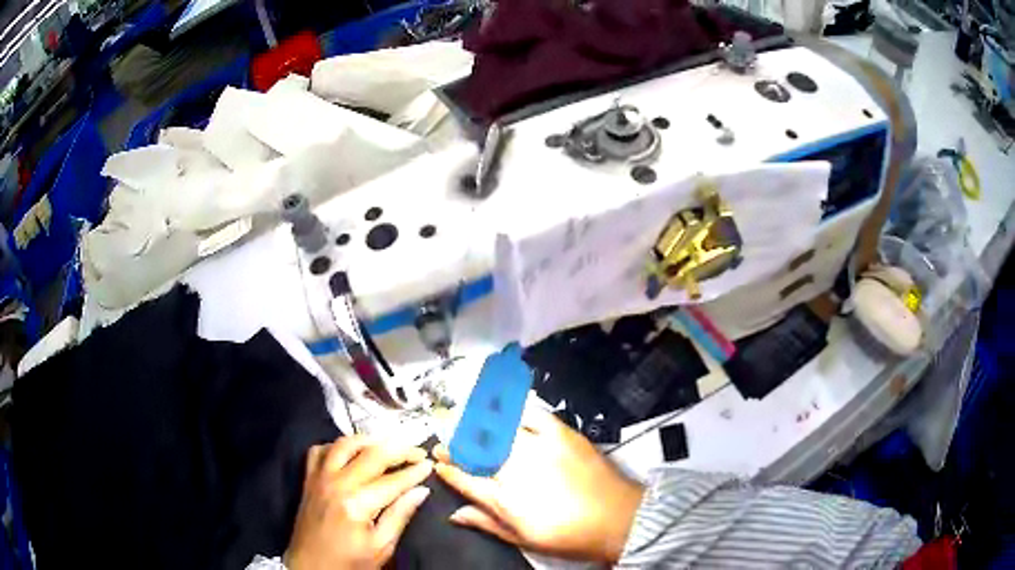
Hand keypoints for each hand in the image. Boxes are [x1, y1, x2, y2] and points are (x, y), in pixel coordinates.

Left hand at [285, 436, 432, 569]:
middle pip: (371, 454)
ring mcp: (319, 478)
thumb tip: (421, 491)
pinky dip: (336, 446)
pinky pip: (320, 450)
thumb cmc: (349, 562)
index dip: (414, 471)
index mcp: (356, 504)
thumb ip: (399, 516)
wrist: (310, 567)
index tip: (430, 464)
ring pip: (344, 444)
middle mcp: (336, 483)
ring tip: (387, 446)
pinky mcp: (308, 479)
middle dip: (399, 450)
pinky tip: (350, 454)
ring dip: (368, 440)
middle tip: (417, 452)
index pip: (392, 480)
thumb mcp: (380, 547)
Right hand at [433, 409, 644, 563]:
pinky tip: (501, 407)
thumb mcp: (524, 540)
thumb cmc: (569, 536)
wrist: (617, 518)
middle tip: (443, 437)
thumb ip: (487, 524)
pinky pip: (530, 414)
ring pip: (496, 429)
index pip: (464, 479)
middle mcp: (515, 470)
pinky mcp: (561, 433)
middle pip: (474, 450)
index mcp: (504, 499)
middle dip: (453, 442)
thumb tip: (455, 514)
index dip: (447, 468)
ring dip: (474, 422)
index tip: (437, 461)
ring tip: (462, 418)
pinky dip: (512, 409)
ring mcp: (538, 448)